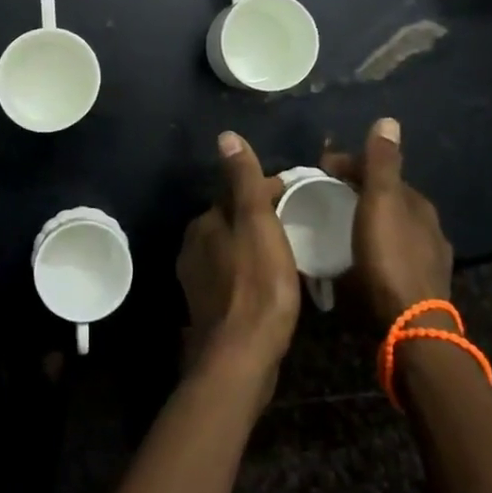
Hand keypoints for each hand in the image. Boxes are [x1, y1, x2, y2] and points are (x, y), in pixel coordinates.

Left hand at [176, 132, 300, 400]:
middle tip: (297, 223)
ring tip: (289, 253)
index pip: (236, 193)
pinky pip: (233, 278)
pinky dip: (250, 273)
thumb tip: (226, 136)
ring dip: (255, 246)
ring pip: (232, 249)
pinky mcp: (209, 309)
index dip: (267, 190)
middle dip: (260, 217)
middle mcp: (193, 246)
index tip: (297, 195)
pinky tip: (271, 284)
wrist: (241, 356)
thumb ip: (243, 180)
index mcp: (204, 222)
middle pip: (232, 220)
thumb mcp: (256, 223)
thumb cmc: (257, 284)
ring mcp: (198, 280)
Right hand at [321, 117, 453, 327]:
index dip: (350, 165)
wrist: (412, 327)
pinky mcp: (419, 288)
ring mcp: (426, 260)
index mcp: (417, 204)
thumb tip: (389, 120)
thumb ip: (382, 163)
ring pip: (389, 229)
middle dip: (358, 193)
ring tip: (336, 228)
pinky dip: (372, 248)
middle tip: (324, 197)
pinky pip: (390, 256)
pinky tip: (357, 260)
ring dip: (365, 222)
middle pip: (386, 200)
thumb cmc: (389, 258)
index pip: (380, 171)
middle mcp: (428, 227)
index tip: (318, 170)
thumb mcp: (380, 202)